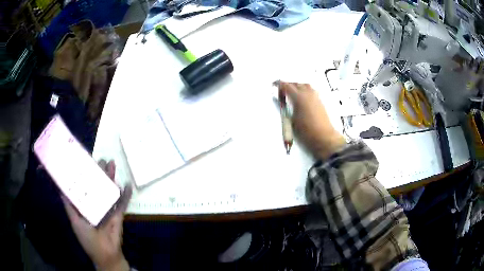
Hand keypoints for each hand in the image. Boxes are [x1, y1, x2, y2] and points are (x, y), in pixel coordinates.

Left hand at [61, 160, 131, 270]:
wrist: (105, 254)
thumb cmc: (87, 239)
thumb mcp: (75, 222)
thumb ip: (69, 207)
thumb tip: (61, 189)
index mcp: (85, 205)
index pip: (85, 186)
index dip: (85, 174)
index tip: (85, 161)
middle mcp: (96, 204)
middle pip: (98, 185)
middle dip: (100, 172)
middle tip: (102, 159)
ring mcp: (108, 208)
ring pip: (109, 190)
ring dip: (111, 178)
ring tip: (112, 164)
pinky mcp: (118, 215)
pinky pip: (122, 203)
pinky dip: (125, 195)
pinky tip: (127, 185)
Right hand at [279, 81, 345, 159]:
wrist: (323, 137)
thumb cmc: (305, 131)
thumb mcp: (291, 120)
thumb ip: (286, 108)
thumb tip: (282, 102)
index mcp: (299, 97)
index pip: (286, 85)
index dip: (279, 84)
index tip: (274, 85)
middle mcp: (307, 94)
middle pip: (296, 84)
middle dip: (288, 85)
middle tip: (282, 92)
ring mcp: (315, 97)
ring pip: (305, 86)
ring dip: (297, 87)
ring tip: (292, 94)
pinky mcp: (320, 102)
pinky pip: (311, 91)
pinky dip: (304, 91)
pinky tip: (302, 99)